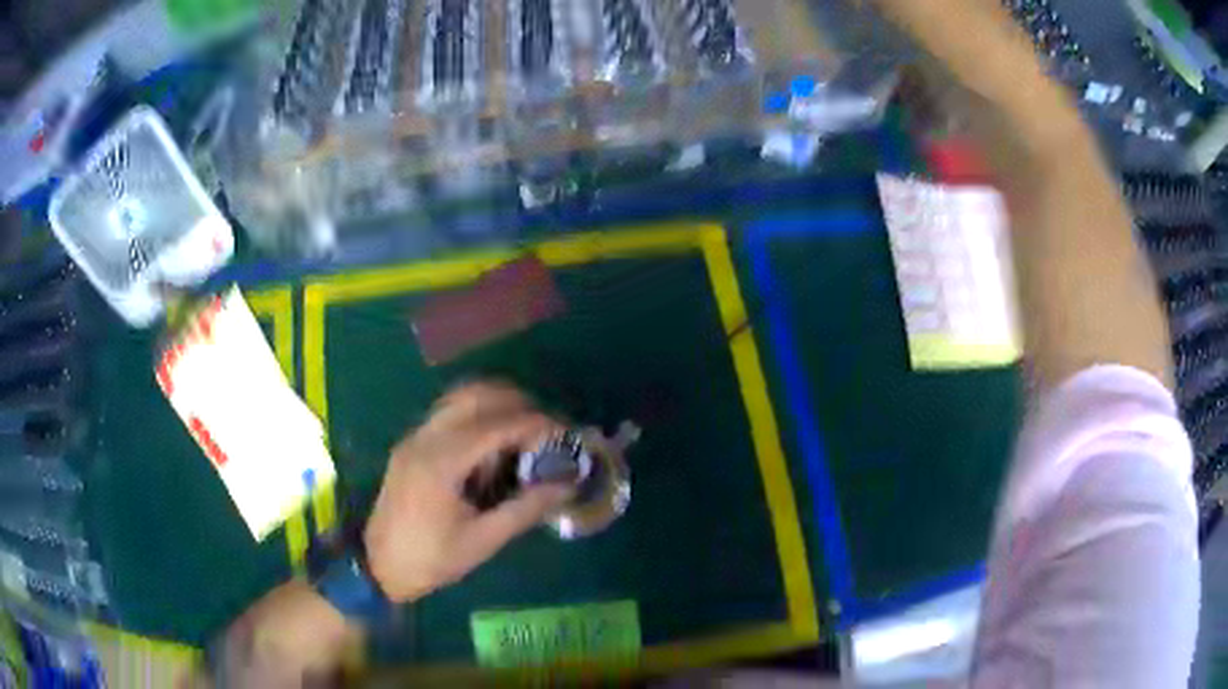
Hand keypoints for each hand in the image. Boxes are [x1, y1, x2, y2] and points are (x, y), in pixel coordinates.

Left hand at [363, 382, 572, 602]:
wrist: (377, 565)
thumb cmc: (431, 558)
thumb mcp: (483, 540)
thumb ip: (525, 508)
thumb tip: (566, 485)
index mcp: (441, 462)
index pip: (496, 424)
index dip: (535, 423)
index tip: (565, 433)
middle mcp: (425, 438)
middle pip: (476, 395)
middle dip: (518, 403)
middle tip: (547, 429)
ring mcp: (415, 437)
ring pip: (460, 397)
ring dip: (496, 404)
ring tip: (524, 432)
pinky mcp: (411, 444)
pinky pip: (449, 413)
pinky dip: (477, 415)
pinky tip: (493, 445)